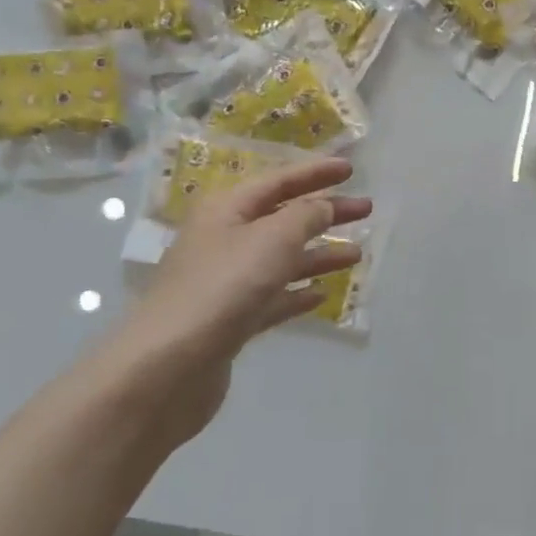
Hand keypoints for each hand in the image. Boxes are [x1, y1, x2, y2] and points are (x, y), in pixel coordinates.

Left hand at [97, 157, 372, 445]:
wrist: (169, 366)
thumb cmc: (223, 287)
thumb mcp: (272, 239)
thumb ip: (305, 217)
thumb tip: (323, 206)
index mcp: (226, 210)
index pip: (278, 181)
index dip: (315, 173)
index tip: (350, 169)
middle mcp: (224, 240)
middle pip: (283, 218)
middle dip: (325, 213)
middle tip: (366, 210)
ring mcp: (227, 282)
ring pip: (282, 259)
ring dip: (318, 254)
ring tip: (356, 255)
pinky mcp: (231, 320)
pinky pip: (272, 298)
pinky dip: (297, 292)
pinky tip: (321, 294)